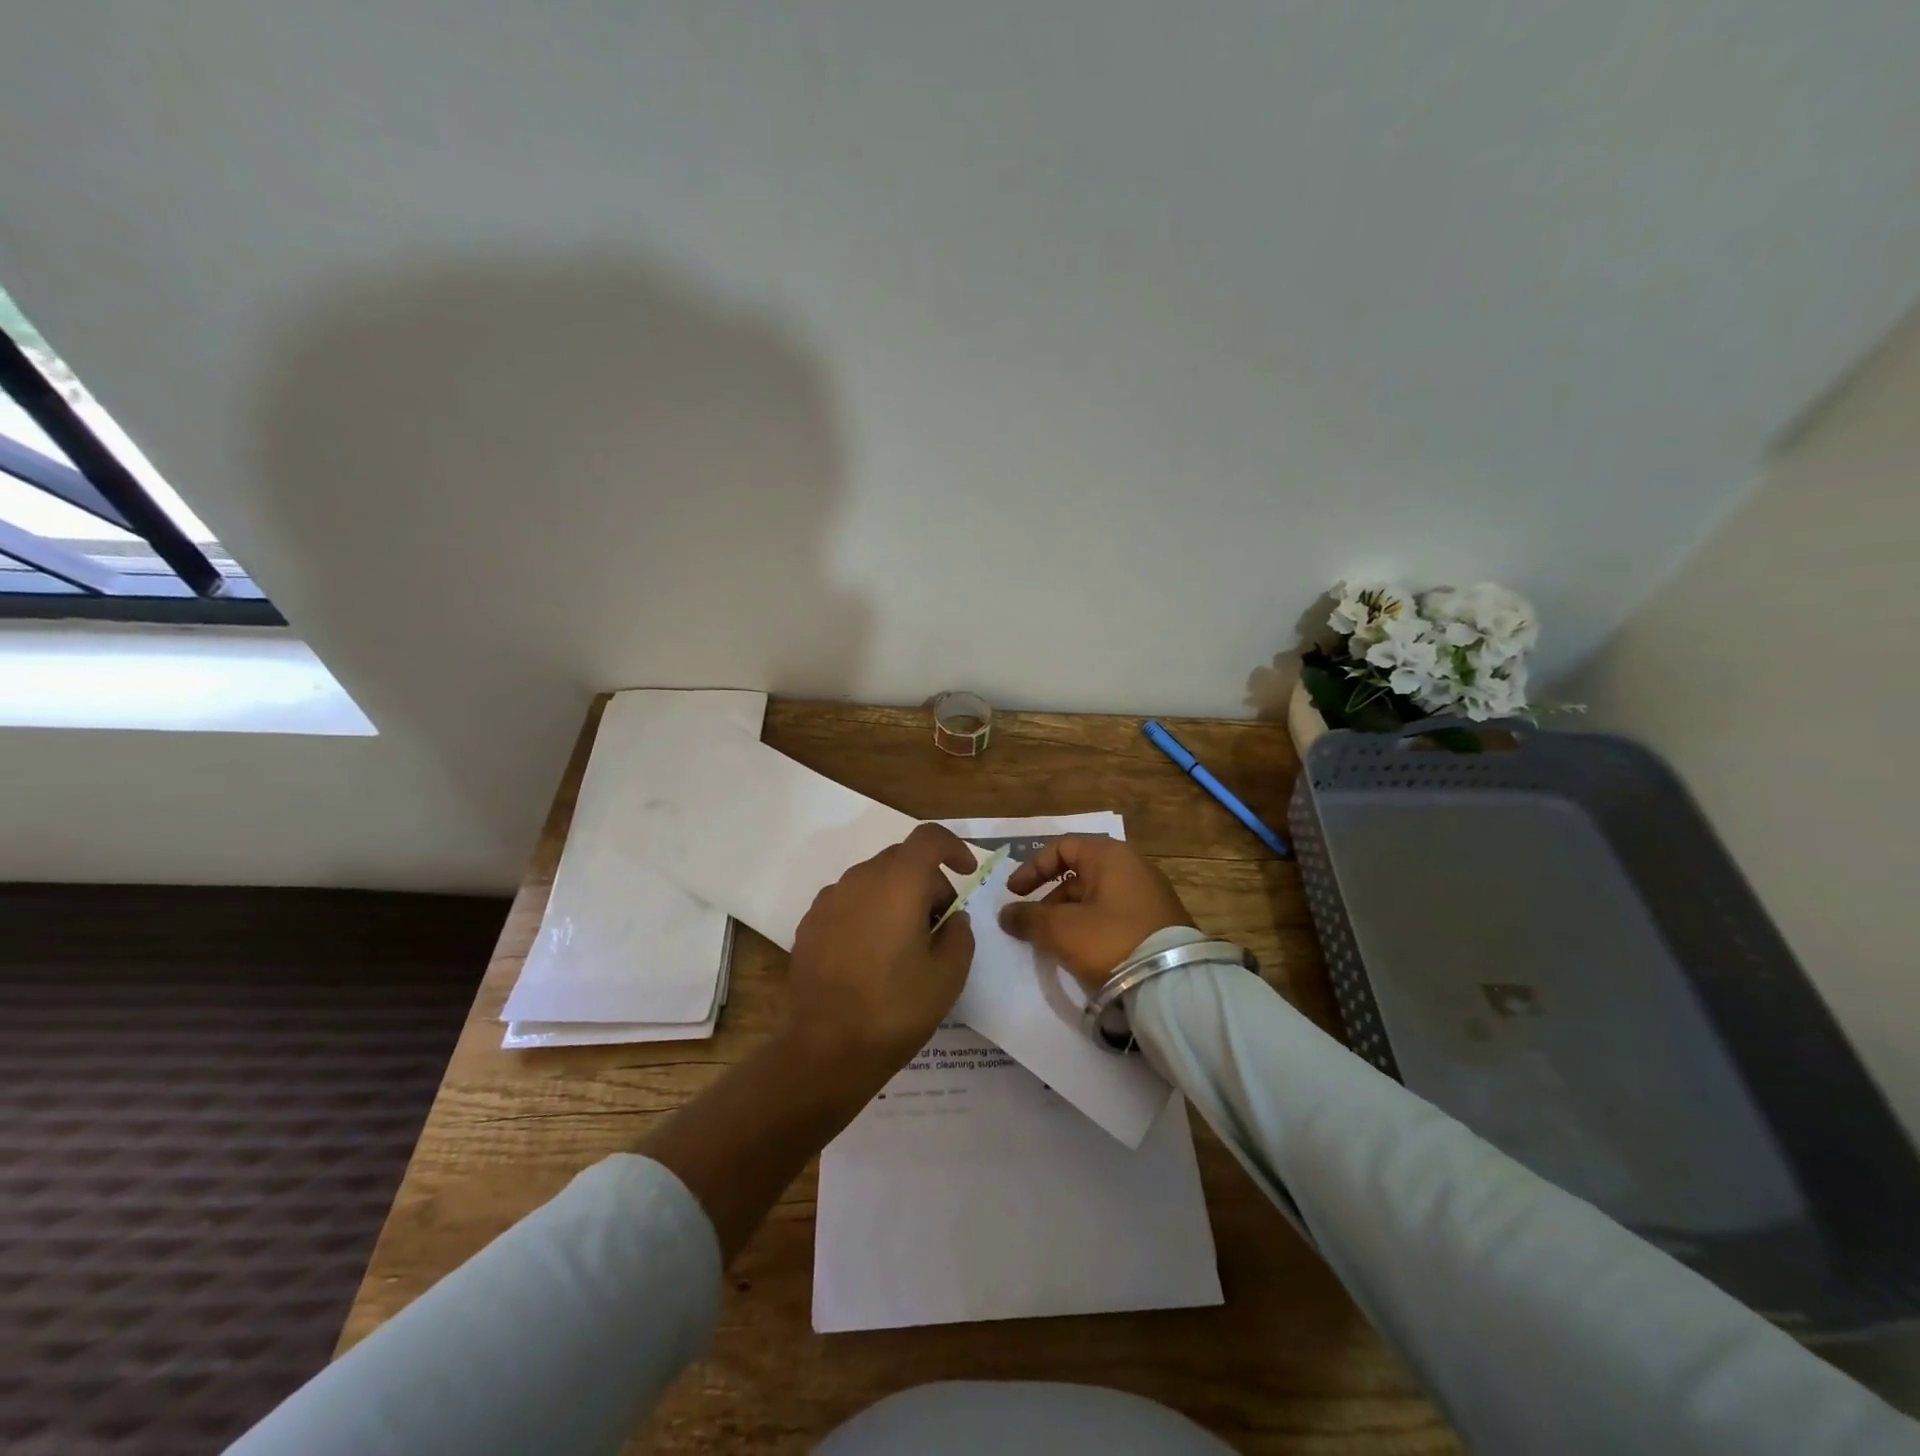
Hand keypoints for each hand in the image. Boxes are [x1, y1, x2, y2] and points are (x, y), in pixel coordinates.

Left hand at [785, 823, 977, 1078]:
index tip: (966, 873)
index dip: (953, 847)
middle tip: (940, 923)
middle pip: (901, 859)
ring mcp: (830, 899)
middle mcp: (861, 879)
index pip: (929, 838)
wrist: (826, 1048)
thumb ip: (960, 934)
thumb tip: (952, 918)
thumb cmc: (896, 1008)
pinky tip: (871, 954)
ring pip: (873, 880)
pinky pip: (848, 901)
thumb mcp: (950, 974)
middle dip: (927, 880)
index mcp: (899, 882)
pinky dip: (868, 912)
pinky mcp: (809, 923)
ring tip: (904, 942)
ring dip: (896, 896)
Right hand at [998, 836, 1193, 991]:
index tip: (1013, 894)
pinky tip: (1081, 953)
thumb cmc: (1110, 941)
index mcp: (1110, 856)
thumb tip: (1007, 914)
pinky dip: (1091, 927)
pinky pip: (1113, 916)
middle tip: (1032, 925)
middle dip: (1049, 899)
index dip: (1032, 868)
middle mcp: (1132, 867)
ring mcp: (1148, 895)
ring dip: (1068, 916)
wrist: (1173, 985)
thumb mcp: (1060, 929)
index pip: (1062, 847)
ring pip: (1095, 898)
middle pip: (1078, 874)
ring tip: (1054, 945)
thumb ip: (1028, 918)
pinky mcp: (1157, 923)